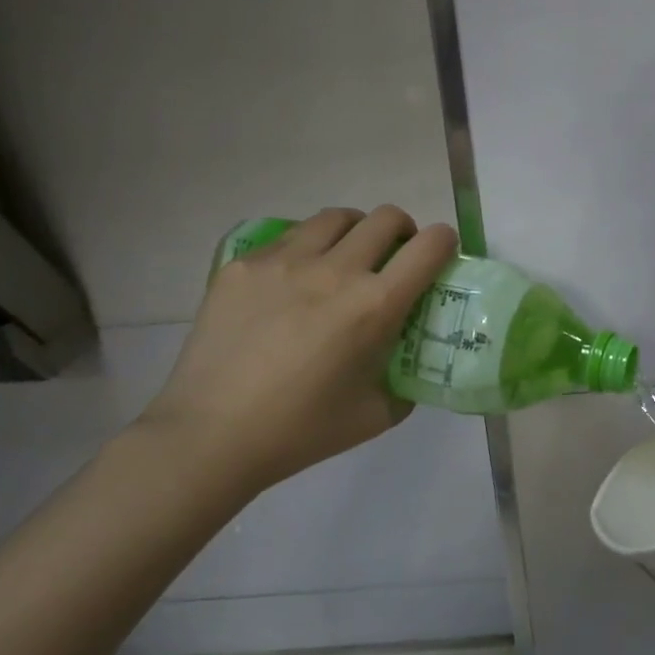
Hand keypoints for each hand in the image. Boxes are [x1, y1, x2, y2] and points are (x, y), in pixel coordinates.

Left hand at [138, 206, 457, 497]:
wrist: (211, 436)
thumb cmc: (301, 431)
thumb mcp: (377, 414)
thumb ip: (406, 380)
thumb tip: (412, 360)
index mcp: (374, 306)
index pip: (428, 247)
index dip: (444, 242)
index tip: (440, 254)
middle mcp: (334, 270)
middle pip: (385, 218)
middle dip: (402, 231)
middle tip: (394, 257)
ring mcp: (283, 262)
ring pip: (335, 218)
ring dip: (355, 232)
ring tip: (344, 260)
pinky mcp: (243, 265)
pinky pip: (289, 238)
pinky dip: (307, 249)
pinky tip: (294, 283)